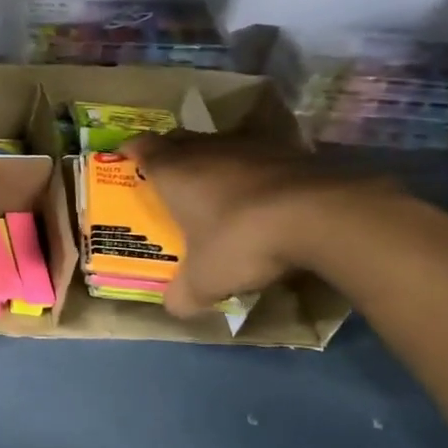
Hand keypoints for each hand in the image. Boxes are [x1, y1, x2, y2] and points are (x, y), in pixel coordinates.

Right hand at [122, 131, 374, 318]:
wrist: (320, 216)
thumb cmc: (241, 240)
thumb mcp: (205, 281)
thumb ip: (183, 294)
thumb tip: (173, 308)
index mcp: (175, 171)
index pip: (143, 147)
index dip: (132, 151)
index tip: (127, 158)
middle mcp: (207, 148)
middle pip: (180, 140)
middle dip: (170, 153)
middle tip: (167, 173)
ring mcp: (251, 145)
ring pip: (220, 143)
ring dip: (214, 159)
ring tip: (214, 183)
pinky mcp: (291, 150)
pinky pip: (260, 154)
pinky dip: (254, 169)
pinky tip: (261, 190)